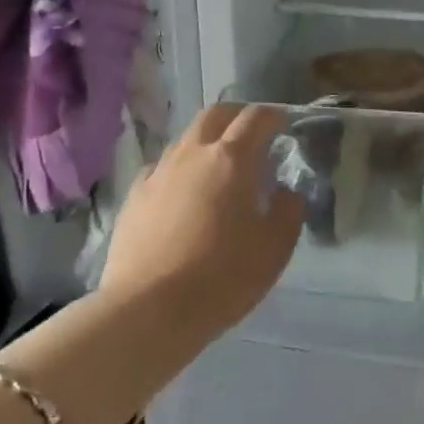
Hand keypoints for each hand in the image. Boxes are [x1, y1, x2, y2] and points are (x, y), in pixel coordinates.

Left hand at [98, 103, 304, 328]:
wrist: (150, 309)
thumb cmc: (224, 276)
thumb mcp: (275, 247)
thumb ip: (288, 210)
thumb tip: (286, 190)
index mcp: (232, 160)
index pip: (256, 118)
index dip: (273, 115)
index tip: (283, 124)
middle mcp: (193, 154)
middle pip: (215, 115)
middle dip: (237, 116)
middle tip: (252, 134)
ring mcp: (159, 172)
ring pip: (186, 139)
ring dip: (208, 141)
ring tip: (219, 166)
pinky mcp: (135, 196)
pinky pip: (162, 168)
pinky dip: (180, 169)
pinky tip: (184, 192)